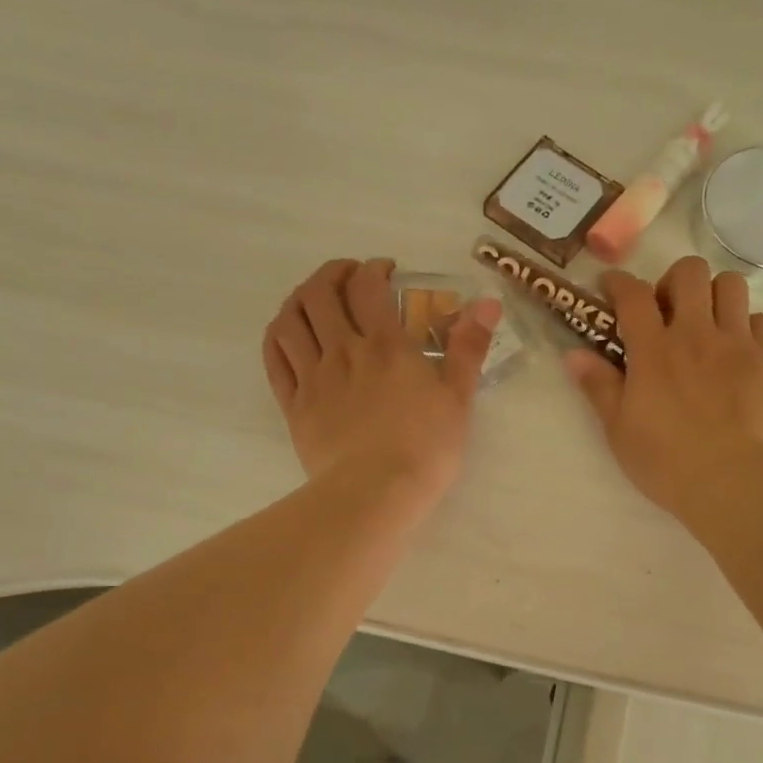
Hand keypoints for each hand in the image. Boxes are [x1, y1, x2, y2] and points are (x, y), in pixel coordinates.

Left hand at [263, 258, 500, 507]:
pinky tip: (288, 333)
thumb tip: (488, 302)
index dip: (373, 268)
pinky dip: (278, 335)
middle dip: (332, 273)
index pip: (367, 286)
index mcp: (385, 346)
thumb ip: (469, 347)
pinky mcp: (294, 405)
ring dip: (300, 298)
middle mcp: (343, 351)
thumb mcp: (458, 398)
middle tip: (348, 277)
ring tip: (315, 300)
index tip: (385, 272)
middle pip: (320, 293)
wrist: (375, 493)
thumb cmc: (425, 448)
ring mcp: (313, 377)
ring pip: (290, 320)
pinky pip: (274, 358)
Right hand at [565, 257, 762, 522]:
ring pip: (731, 285)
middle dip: (673, 280)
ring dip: (713, 294)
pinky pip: (761, 320)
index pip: (633, 294)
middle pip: (689, 272)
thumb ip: (598, 386)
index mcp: (654, 350)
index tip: (611, 287)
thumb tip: (574, 355)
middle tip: (666, 310)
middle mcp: (696, 334)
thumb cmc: (666, 461)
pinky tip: (736, 350)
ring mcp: (737, 344)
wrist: (733, 483)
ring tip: (705, 322)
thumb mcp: (618, 429)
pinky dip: (745, 325)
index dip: (619, 282)